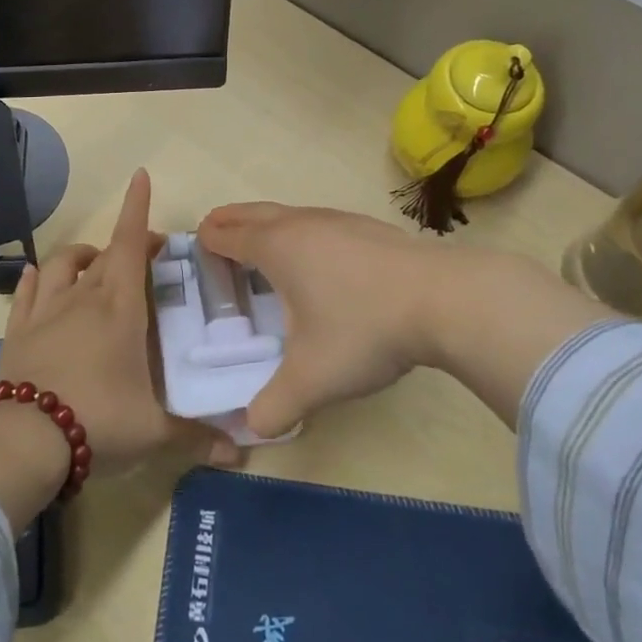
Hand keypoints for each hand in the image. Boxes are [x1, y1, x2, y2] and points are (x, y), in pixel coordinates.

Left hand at [0, 169, 236, 479]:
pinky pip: (28, 290)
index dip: (136, 208)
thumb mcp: (154, 433)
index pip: (132, 244)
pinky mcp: (18, 329)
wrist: (24, 439)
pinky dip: (38, 277)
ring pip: (63, 263)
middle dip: (130, 243)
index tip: (140, 177)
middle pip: (107, 254)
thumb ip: (197, 437)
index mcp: (120, 309)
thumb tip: (241, 454)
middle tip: (151, 252)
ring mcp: (46, 311)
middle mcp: (83, 298)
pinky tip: (41, 277)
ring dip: (84, 255)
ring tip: (96, 262)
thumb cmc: (98, 422)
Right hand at [196, 203, 444, 438]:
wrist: (445, 300)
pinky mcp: (369, 228)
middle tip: (213, 231)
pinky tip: (318, 257)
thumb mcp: (312, 379)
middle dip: (229, 221)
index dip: (208, 242)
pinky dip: (301, 232)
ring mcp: (339, 221)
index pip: (228, 235)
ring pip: (288, 213)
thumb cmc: (363, 329)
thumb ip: (275, 406)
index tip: (195, 249)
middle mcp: (302, 224)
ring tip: (261, 245)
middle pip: (252, 213)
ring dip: (266, 224)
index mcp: (276, 248)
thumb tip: (251, 429)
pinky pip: (318, 222)